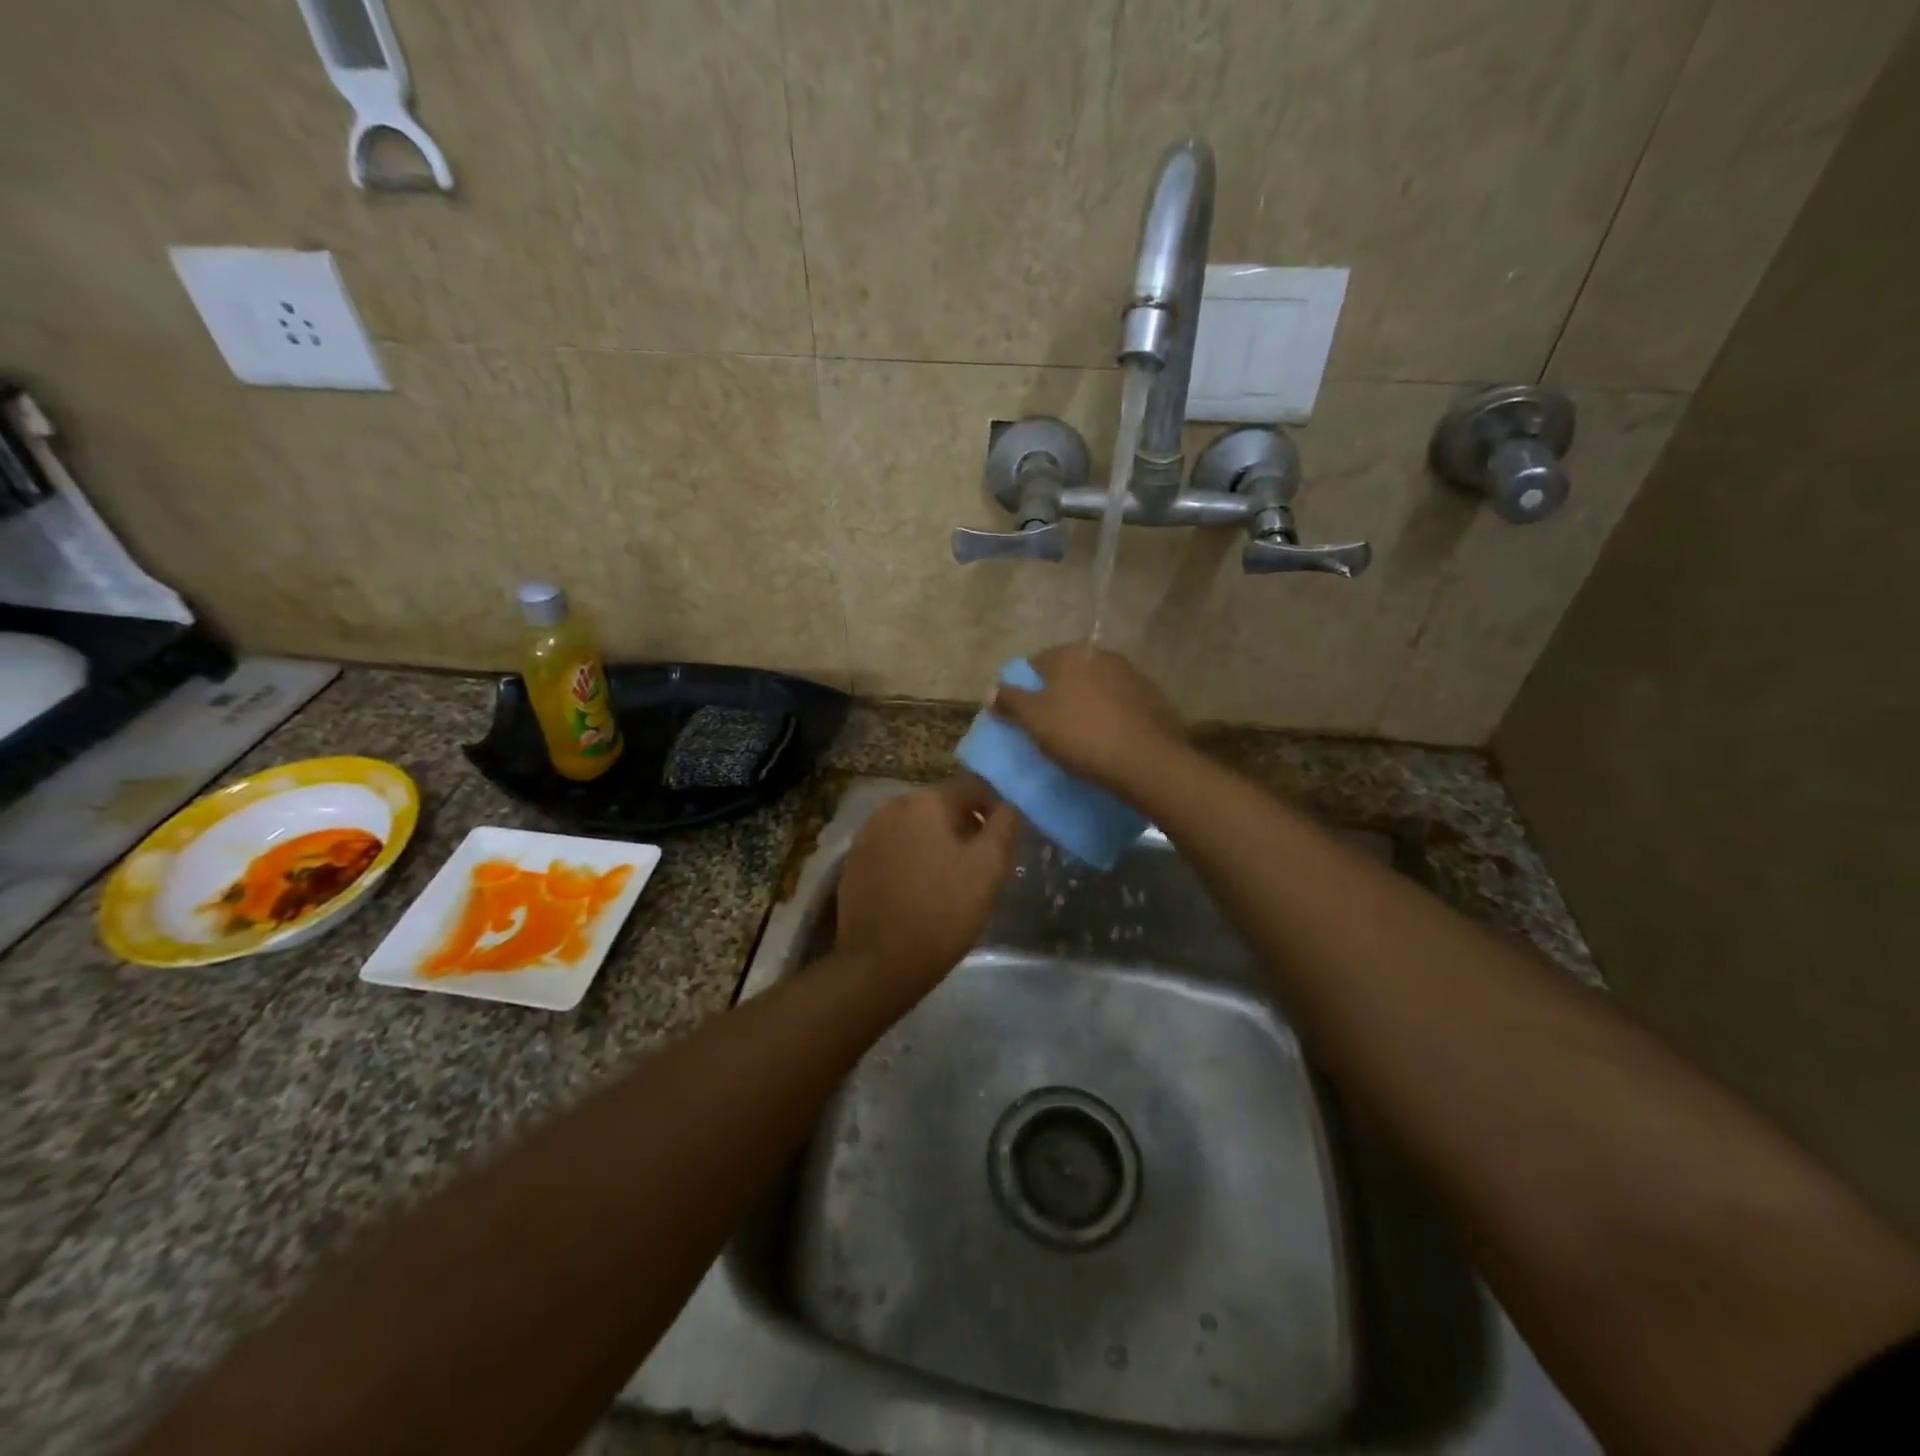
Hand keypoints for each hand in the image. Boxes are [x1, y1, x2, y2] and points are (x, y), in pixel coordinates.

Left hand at [836, 777, 1020, 987]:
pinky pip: (894, 846)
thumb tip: (1008, 807)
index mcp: (926, 800)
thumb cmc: (943, 911)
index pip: (972, 785)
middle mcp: (892, 805)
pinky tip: (920, 888)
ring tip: (951, 878)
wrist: (880, 963)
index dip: (994, 807)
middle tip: (981, 862)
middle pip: (941, 803)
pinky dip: (911, 857)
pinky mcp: (854, 860)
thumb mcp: (990, 869)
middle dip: (965, 825)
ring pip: (916, 825)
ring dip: (937, 841)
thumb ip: (1005, 827)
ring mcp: (868, 832)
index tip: (1004, 840)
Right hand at [990, 643, 1184, 795]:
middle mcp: (1102, 655)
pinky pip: (1121, 704)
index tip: (1022, 714)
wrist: (1145, 760)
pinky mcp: (1154, 698)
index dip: (1025, 687)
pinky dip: (1111, 715)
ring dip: (1086, 704)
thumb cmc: (1080, 734)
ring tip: (1080, 735)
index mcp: (1070, 654)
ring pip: (1097, 687)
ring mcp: (1132, 675)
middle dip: (1057, 694)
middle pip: (1069, 673)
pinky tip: (1108, 739)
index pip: (1036, 663)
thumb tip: (991, 689)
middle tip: (1049, 726)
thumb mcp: (1034, 719)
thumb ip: (1010, 700)